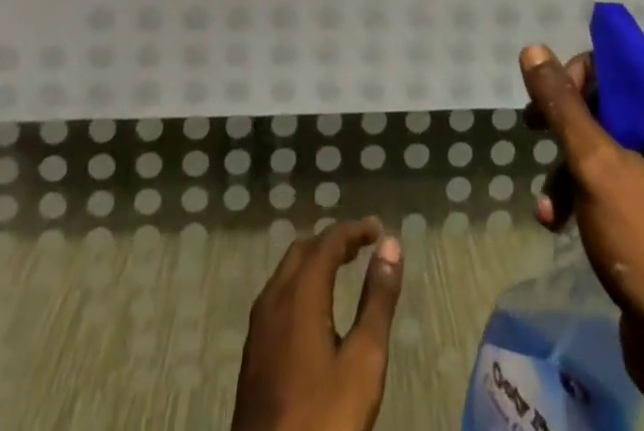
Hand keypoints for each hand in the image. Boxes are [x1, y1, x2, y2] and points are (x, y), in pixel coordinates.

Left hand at [229, 217, 404, 430]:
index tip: (379, 230)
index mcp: (300, 293)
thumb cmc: (324, 416)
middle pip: (303, 250)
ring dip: (314, 261)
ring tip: (342, 269)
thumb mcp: (363, 360)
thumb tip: (390, 245)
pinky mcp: (253, 353)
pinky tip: (314, 310)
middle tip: (362, 246)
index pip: (328, 241)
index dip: (354, 230)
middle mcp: (274, 298)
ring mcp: (258, 327)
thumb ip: (377, 299)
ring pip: (286, 272)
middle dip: (333, 241)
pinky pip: (277, 296)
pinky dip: (300, 284)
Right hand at [521, 45, 643, 430]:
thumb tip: (534, 49)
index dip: (581, 75)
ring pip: (612, 145)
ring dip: (571, 167)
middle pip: (615, 104)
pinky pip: (621, 181)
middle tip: (533, 130)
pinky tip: (559, 222)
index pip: (625, 65)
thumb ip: (563, 104)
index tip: (549, 101)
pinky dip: (588, 194)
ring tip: (546, 203)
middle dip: (568, 126)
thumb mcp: (595, 165)